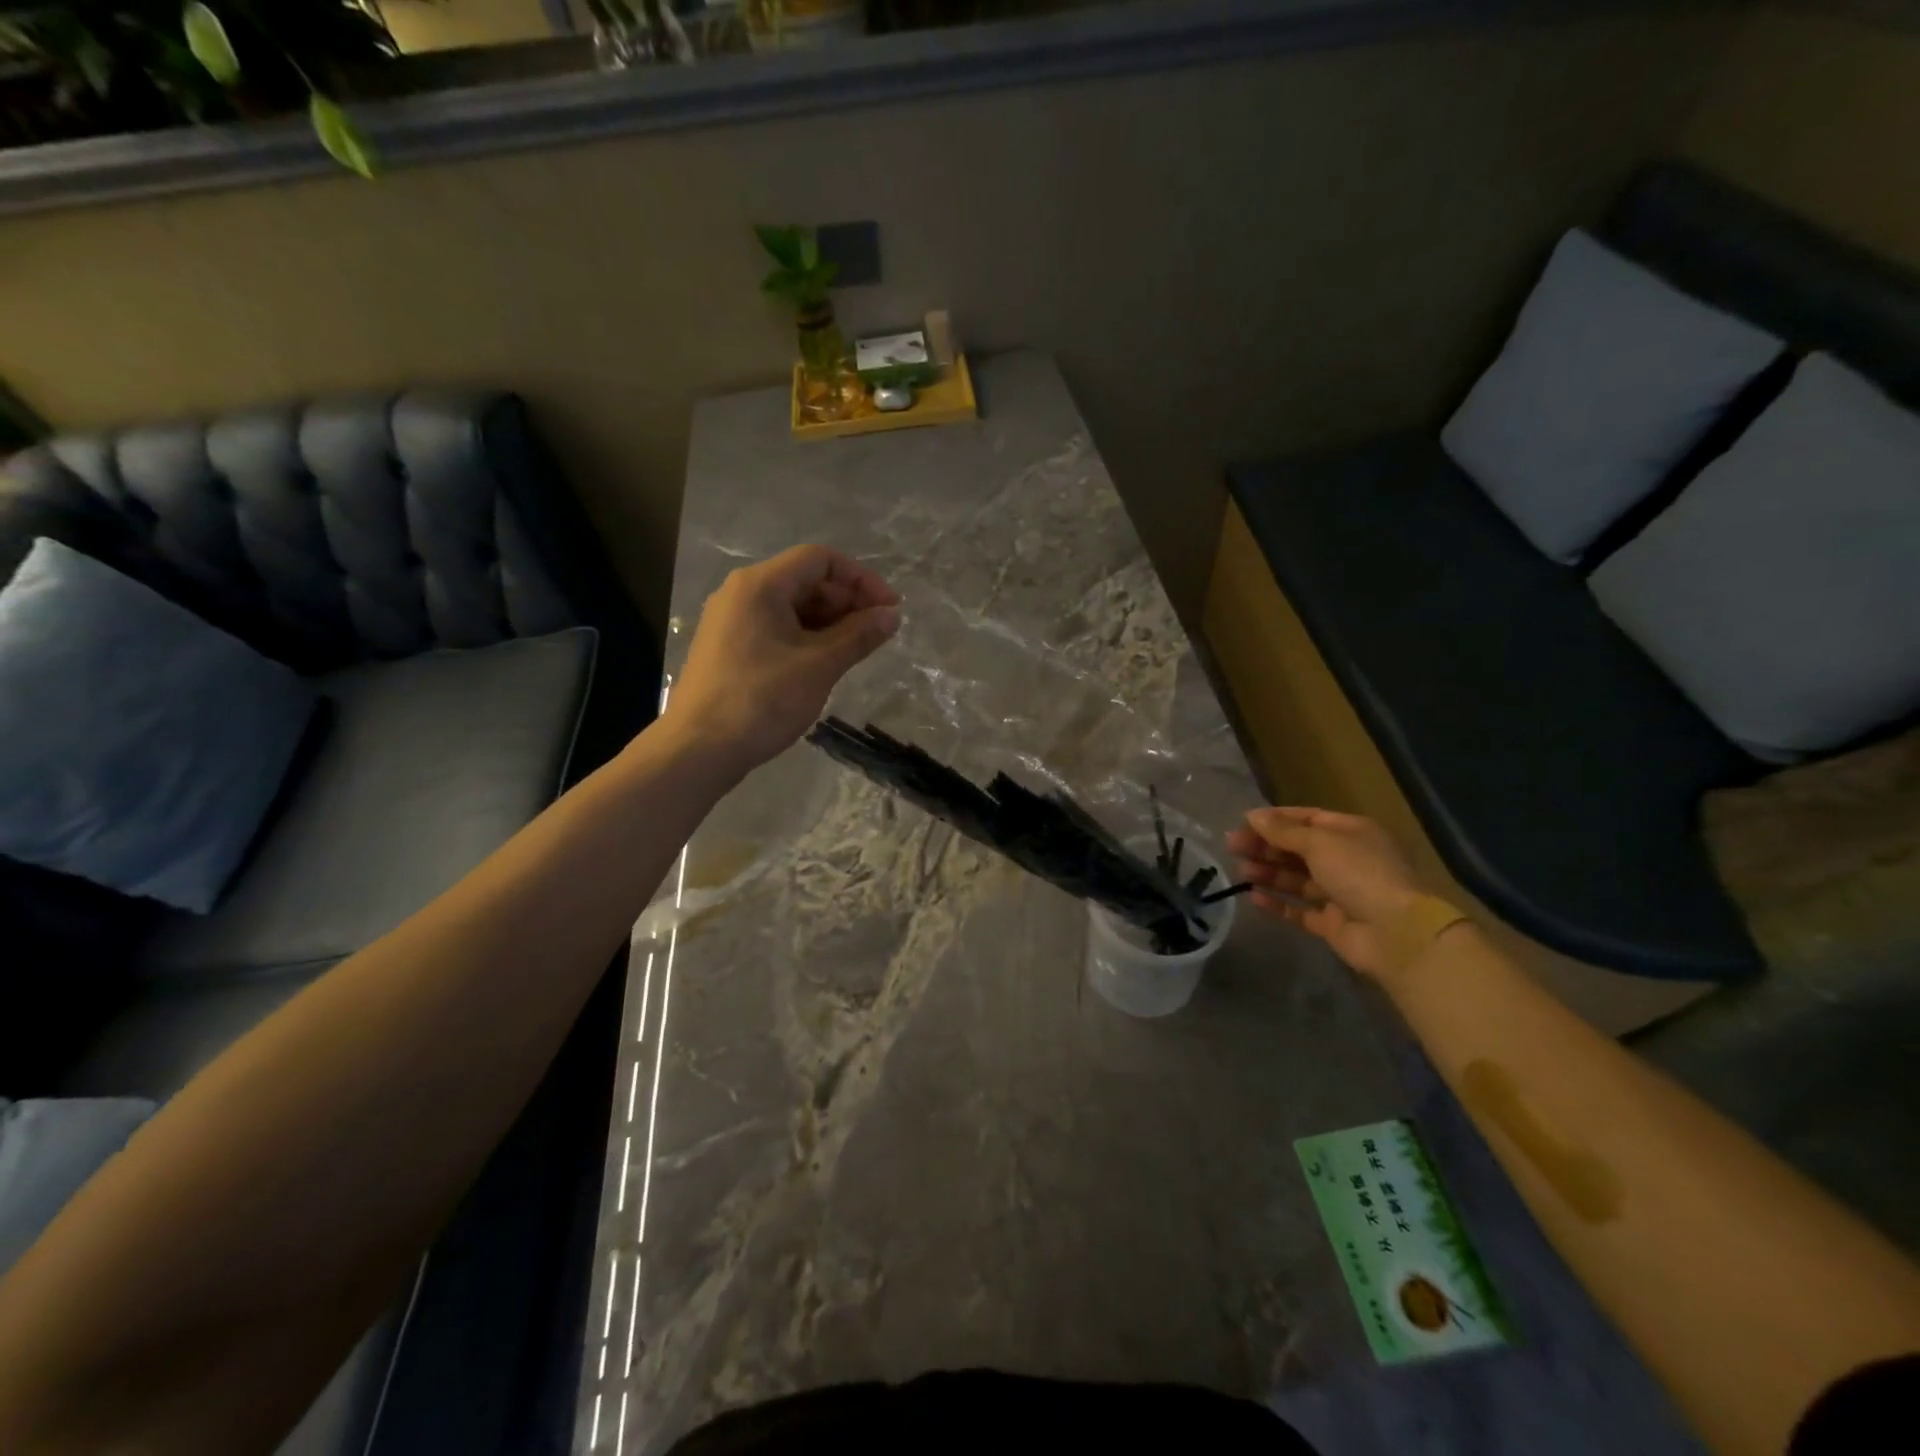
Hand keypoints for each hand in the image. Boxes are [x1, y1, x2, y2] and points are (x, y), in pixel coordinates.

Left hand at [664, 545, 899, 773]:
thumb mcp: (820, 666)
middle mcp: (742, 593)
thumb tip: (892, 615)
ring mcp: (731, 621)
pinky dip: (806, 638)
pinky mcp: (728, 648)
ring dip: (829, 623)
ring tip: (856, 651)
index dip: (861, 579)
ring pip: (791, 607)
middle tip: (877, 634)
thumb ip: (859, 635)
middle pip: (805, 580)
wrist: (698, 749)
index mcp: (761, 585)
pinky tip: (824, 664)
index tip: (890, 608)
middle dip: (847, 602)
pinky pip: (775, 628)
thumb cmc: (762, 700)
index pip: (820, 559)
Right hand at [1227, 807, 1424, 979]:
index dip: (1275, 820)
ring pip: (1296, 879)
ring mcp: (1340, 893)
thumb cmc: (1360, 874)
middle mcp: (1347, 860)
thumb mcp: (1319, 842)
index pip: (1307, 819)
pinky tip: (1253, 897)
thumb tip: (1252, 815)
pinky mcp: (1332, 923)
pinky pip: (1299, 910)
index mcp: (1351, 833)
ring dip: (1268, 873)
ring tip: (1240, 871)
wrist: (1396, 934)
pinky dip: (1277, 903)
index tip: (1243, 824)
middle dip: (1266, 847)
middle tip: (1232, 848)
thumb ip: (1283, 831)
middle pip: (1298, 849)